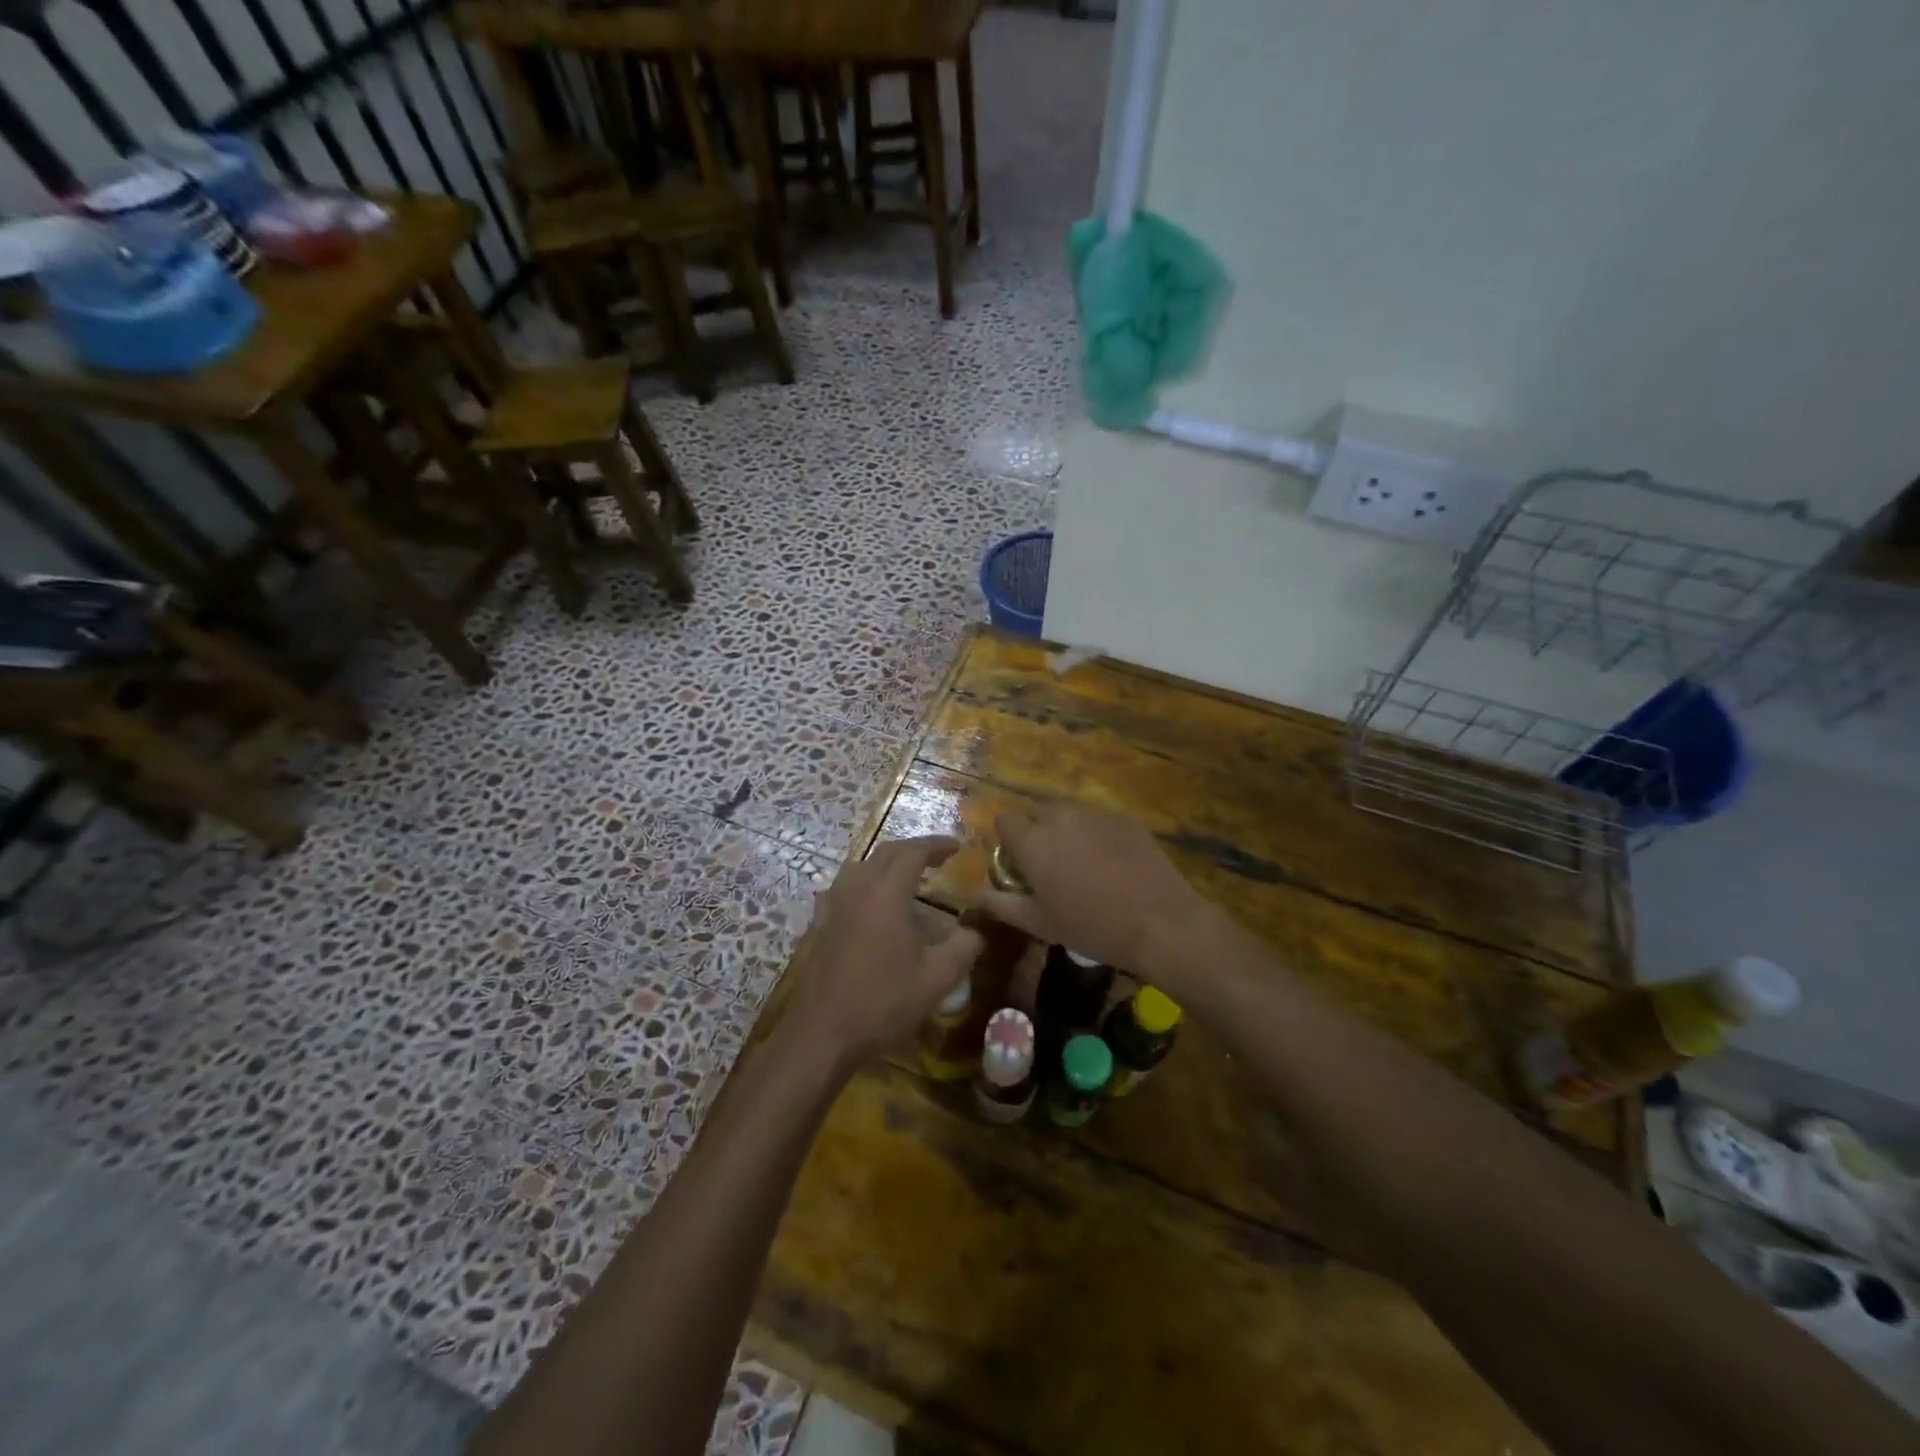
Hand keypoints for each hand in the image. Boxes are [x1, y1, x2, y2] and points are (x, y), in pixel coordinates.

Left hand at [786, 836, 982, 1069]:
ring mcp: (833, 904)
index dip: (937, 844)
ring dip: (890, 862)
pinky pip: (847, 885)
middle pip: (886, 852)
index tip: (958, 847)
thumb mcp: (937, 979)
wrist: (822, 1033)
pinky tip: (875, 902)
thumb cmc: (883, 1003)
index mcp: (886, 893)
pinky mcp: (820, 922)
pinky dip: (869, 881)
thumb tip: (978, 929)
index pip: (913, 852)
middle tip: (939, 858)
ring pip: (863, 865)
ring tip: (911, 876)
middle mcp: (857, 888)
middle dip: (915, 849)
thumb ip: (964, 947)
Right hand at [976, 806, 1209, 983]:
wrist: (1160, 922)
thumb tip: (973, 895)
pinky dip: (1099, 837)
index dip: (1008, 839)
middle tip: (1053, 870)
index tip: (1018, 863)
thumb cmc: (1091, 926)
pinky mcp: (1126, 820)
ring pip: (1071, 817)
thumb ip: (1002, 904)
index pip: (1004, 819)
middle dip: (1039, 834)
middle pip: (1038, 814)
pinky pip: (1100, 823)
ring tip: (1086, 868)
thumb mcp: (1040, 924)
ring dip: (1069, 834)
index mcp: (1033, 840)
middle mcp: (1060, 817)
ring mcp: (1096, 815)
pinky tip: (1115, 866)